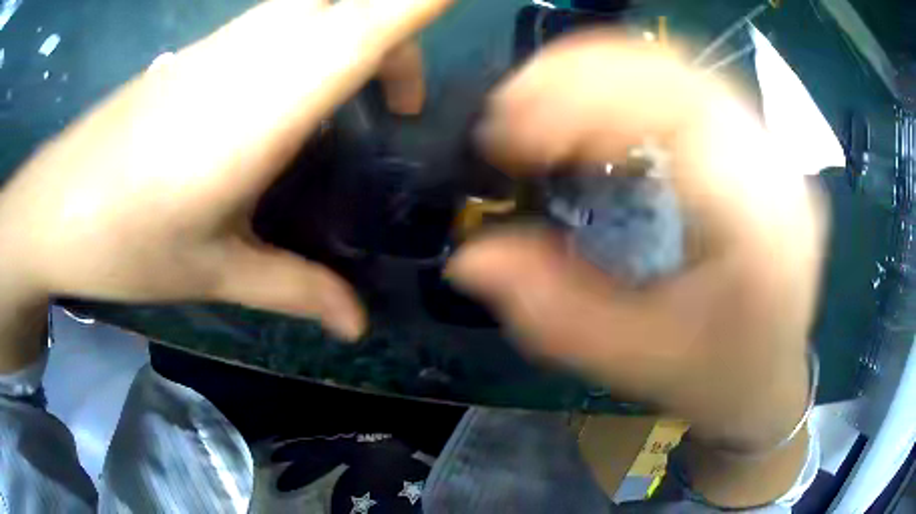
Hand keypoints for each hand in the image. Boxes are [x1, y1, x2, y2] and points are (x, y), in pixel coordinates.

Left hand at [0, 0, 450, 341]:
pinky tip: (292, 106)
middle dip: (397, 29)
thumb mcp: (216, 271)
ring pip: (316, 4)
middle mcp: (254, 51)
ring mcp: (224, 43)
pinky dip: (313, 44)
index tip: (459, 0)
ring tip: (357, 107)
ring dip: (356, 36)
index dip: (421, 1)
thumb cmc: (127, 240)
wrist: (56, 207)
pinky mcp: (202, 50)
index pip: (368, 20)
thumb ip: (297, 289)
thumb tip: (358, 325)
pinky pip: (280, 22)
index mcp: (268, 101)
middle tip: (401, 101)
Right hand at [450, 33, 825, 451]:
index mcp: (763, 224)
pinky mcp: (754, 141)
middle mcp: (776, 166)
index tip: (506, 135)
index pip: (678, 119)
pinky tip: (589, 104)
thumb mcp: (637, 359)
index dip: (582, 108)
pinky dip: (625, 79)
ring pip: (680, 67)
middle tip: (509, 107)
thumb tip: (470, 257)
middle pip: (677, 74)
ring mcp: (769, 145)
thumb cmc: (716, 376)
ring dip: (599, 70)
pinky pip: (686, 82)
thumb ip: (555, 311)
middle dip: (580, 76)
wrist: (769, 372)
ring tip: (536, 98)